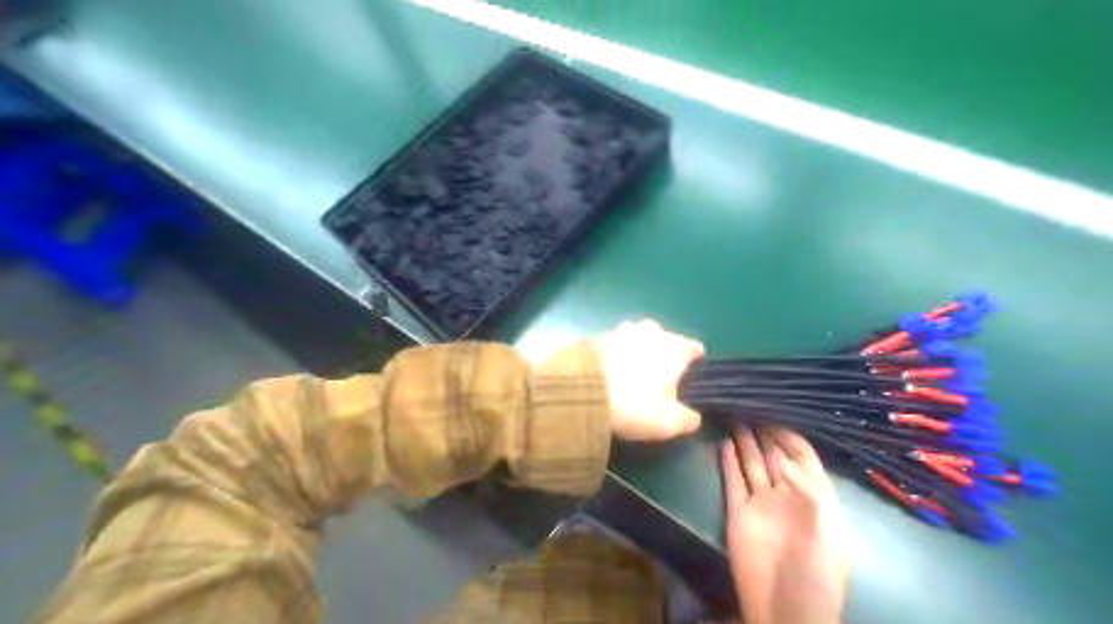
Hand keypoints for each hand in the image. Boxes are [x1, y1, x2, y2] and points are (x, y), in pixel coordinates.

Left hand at [595, 319, 696, 441]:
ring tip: (631, 372)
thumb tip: (693, 418)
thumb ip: (688, 419)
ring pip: (635, 336)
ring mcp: (621, 331)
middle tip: (658, 375)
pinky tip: (608, 373)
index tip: (690, 376)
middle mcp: (650, 332)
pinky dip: (613, 355)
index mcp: (674, 348)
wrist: (583, 391)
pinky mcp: (596, 338)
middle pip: (663, 336)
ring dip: (635, 349)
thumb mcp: (670, 422)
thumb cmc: (635, 405)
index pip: (693, 347)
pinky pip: (612, 344)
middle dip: (662, 351)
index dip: (694, 361)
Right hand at [721, 425, 844, 623]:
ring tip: (735, 416)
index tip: (775, 412)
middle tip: (749, 404)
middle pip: (774, 454)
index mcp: (815, 498)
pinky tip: (724, 444)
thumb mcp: (826, 533)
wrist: (786, 611)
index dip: (790, 434)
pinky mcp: (738, 512)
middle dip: (764, 431)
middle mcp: (787, 494)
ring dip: (745, 441)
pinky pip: (733, 481)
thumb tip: (787, 460)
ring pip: (752, 463)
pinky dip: (728, 462)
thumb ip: (809, 493)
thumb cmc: (817, 575)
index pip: (803, 456)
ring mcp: (761, 503)